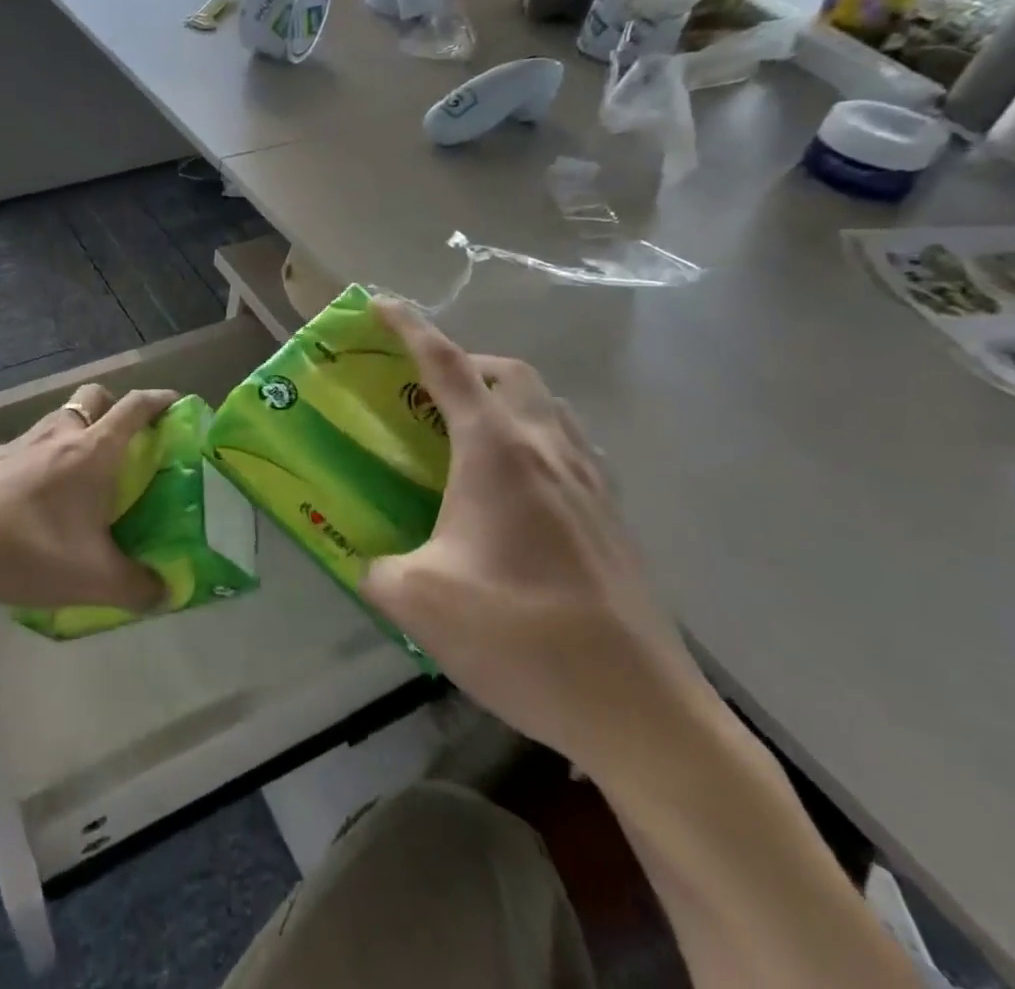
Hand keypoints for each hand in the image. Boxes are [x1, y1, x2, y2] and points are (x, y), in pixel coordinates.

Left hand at [0, 384, 174, 610]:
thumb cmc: (29, 550)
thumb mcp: (92, 579)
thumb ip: (138, 586)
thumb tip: (168, 592)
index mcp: (93, 451)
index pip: (135, 406)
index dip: (160, 400)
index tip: (177, 406)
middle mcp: (61, 433)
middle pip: (96, 396)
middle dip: (117, 408)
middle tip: (128, 442)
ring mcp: (25, 439)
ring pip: (63, 416)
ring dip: (81, 429)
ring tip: (86, 472)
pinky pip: (35, 440)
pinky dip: (49, 452)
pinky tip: (43, 492)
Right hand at [358, 297, 714, 785]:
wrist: (641, 712)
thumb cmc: (523, 638)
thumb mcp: (420, 602)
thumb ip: (379, 569)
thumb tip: (373, 562)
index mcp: (496, 453)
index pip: (446, 366)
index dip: (409, 327)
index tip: (380, 303)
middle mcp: (548, 450)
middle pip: (510, 372)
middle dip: (465, 361)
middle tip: (427, 390)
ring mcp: (591, 482)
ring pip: (547, 405)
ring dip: (504, 397)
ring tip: (468, 434)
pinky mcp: (614, 518)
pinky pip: (570, 446)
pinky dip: (534, 437)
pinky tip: (516, 487)